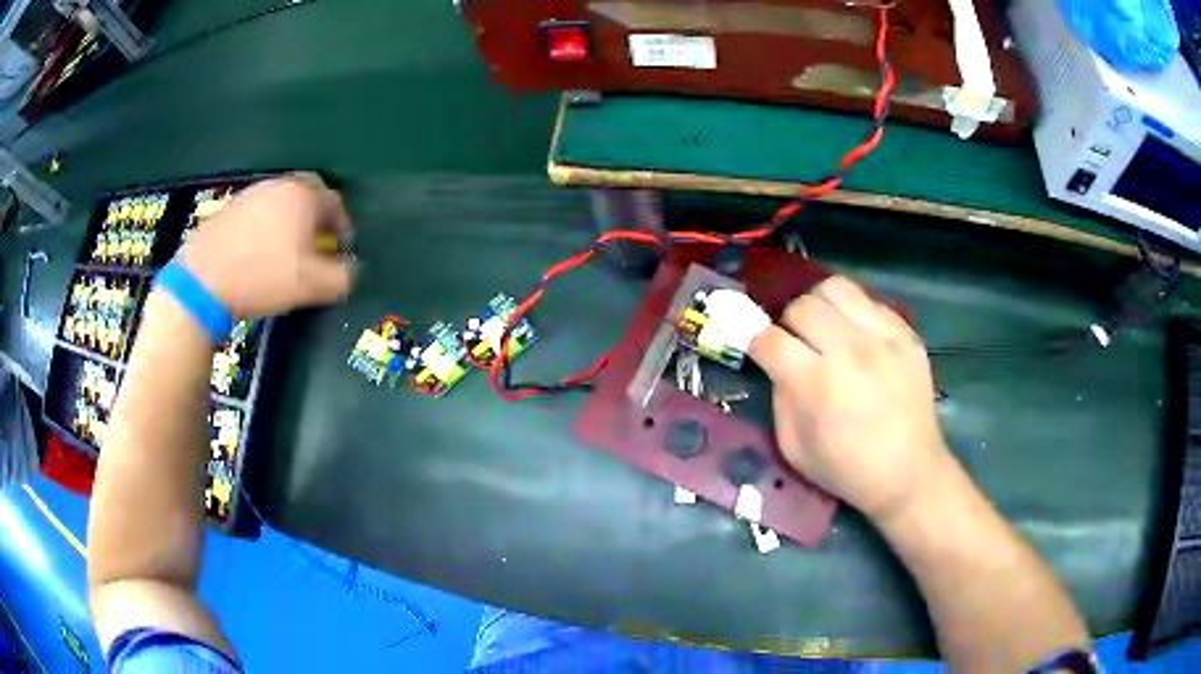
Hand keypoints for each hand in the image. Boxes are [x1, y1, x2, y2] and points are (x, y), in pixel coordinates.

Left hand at [178, 175, 353, 318]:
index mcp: (304, 196)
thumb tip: (353, 270)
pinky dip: (264, 229)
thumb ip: (343, 277)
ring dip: (289, 225)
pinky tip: (256, 254)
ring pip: (281, 205)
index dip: (344, 227)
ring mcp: (251, 194)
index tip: (341, 250)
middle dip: (316, 222)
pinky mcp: (229, 208)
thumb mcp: (312, 286)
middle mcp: (280, 185)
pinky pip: (258, 214)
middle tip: (314, 249)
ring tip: (284, 253)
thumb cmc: (263, 277)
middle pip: (308, 199)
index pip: (336, 204)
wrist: (203, 280)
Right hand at [748, 276, 951, 522]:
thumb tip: (778, 363)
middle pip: (802, 306)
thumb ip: (780, 398)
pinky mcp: (907, 334)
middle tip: (797, 344)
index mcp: (817, 383)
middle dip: (789, 323)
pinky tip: (858, 338)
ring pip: (836, 287)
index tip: (761, 352)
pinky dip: (855, 314)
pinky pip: (870, 301)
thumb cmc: (846, 469)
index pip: (770, 339)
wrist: (909, 473)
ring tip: (825, 328)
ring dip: (821, 306)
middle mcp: (850, 350)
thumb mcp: (793, 448)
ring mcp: (883, 337)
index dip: (757, 343)